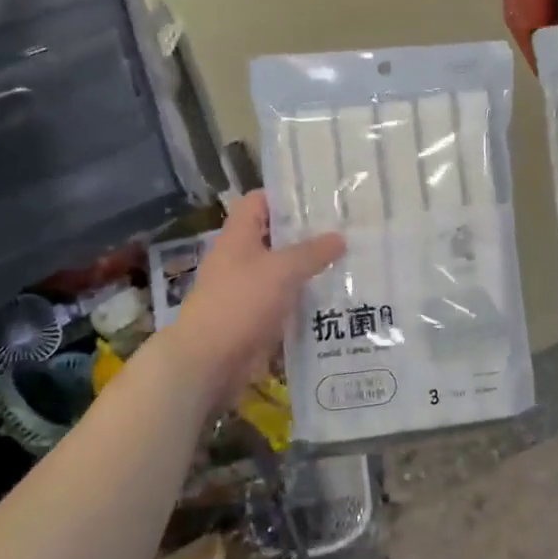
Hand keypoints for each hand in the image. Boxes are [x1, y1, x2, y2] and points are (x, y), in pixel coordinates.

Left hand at [167, 191, 343, 405]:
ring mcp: (247, 290)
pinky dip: (304, 300)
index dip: (285, 197)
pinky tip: (334, 299)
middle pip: (275, 237)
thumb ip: (313, 252)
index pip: (259, 201)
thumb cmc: (241, 303)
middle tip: (346, 231)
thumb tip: (340, 237)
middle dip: (307, 235)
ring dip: (309, 270)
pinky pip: (284, 301)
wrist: (209, 361)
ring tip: (348, 263)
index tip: (320, 199)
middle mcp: (240, 258)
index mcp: (239, 236)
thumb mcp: (282, 270)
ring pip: (282, 271)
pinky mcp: (255, 318)